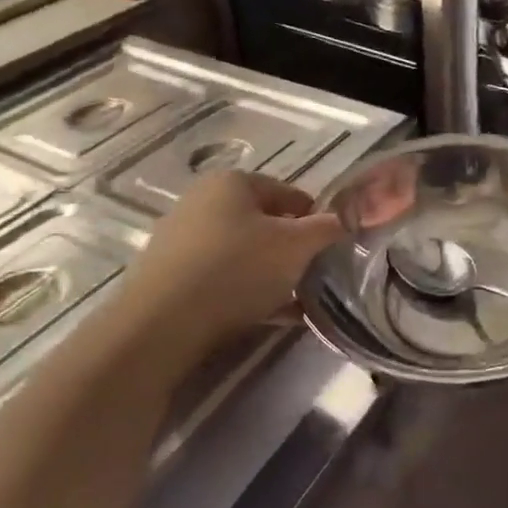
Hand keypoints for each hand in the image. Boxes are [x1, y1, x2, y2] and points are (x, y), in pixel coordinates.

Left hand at [132, 172, 343, 337]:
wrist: (160, 326)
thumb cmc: (237, 269)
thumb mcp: (297, 246)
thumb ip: (328, 229)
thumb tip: (348, 219)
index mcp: (233, 182)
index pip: (290, 194)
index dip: (316, 220)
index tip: (331, 250)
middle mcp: (202, 201)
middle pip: (264, 223)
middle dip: (292, 250)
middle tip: (313, 277)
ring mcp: (180, 240)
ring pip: (242, 253)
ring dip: (271, 274)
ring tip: (295, 303)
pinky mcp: (167, 277)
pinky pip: (219, 279)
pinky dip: (246, 293)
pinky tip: (268, 317)